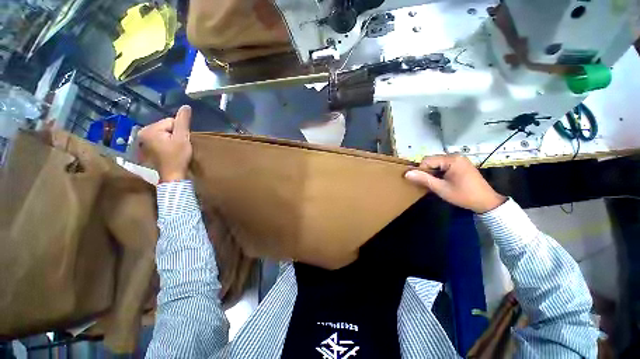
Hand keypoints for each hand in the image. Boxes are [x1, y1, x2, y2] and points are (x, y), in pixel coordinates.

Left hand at [138, 105, 192, 182]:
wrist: (172, 175)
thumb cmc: (177, 157)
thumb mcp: (182, 138)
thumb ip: (183, 121)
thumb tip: (186, 106)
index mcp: (149, 129)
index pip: (171, 121)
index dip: (179, 131)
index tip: (180, 142)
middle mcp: (142, 132)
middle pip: (166, 126)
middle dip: (174, 134)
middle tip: (178, 146)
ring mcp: (142, 140)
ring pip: (164, 132)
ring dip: (171, 139)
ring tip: (174, 149)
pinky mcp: (146, 147)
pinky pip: (160, 138)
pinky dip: (166, 143)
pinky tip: (169, 151)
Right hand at [404, 155, 505, 212]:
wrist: (486, 202)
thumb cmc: (463, 195)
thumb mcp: (441, 188)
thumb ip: (423, 179)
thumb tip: (406, 173)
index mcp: (451, 159)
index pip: (427, 160)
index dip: (421, 171)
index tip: (422, 182)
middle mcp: (455, 156)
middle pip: (432, 160)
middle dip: (427, 172)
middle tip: (429, 184)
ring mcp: (459, 159)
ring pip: (437, 163)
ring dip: (433, 173)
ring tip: (436, 183)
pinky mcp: (461, 164)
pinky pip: (444, 165)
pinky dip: (439, 172)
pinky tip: (443, 181)